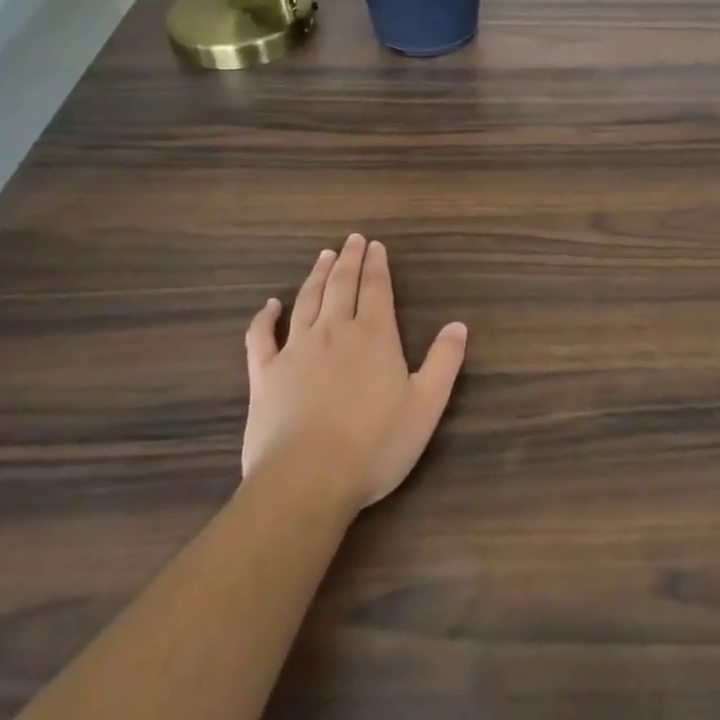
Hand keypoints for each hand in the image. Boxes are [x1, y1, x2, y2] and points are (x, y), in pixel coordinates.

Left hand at [242, 234, 467, 510]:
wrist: (307, 480)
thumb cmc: (375, 445)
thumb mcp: (426, 405)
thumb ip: (444, 362)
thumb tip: (459, 325)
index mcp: (374, 336)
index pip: (376, 288)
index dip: (377, 265)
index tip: (376, 245)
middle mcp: (334, 332)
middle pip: (341, 285)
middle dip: (349, 259)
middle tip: (352, 240)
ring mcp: (295, 350)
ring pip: (307, 301)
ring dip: (316, 275)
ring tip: (323, 256)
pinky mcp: (264, 374)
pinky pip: (260, 336)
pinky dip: (264, 317)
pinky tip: (270, 305)